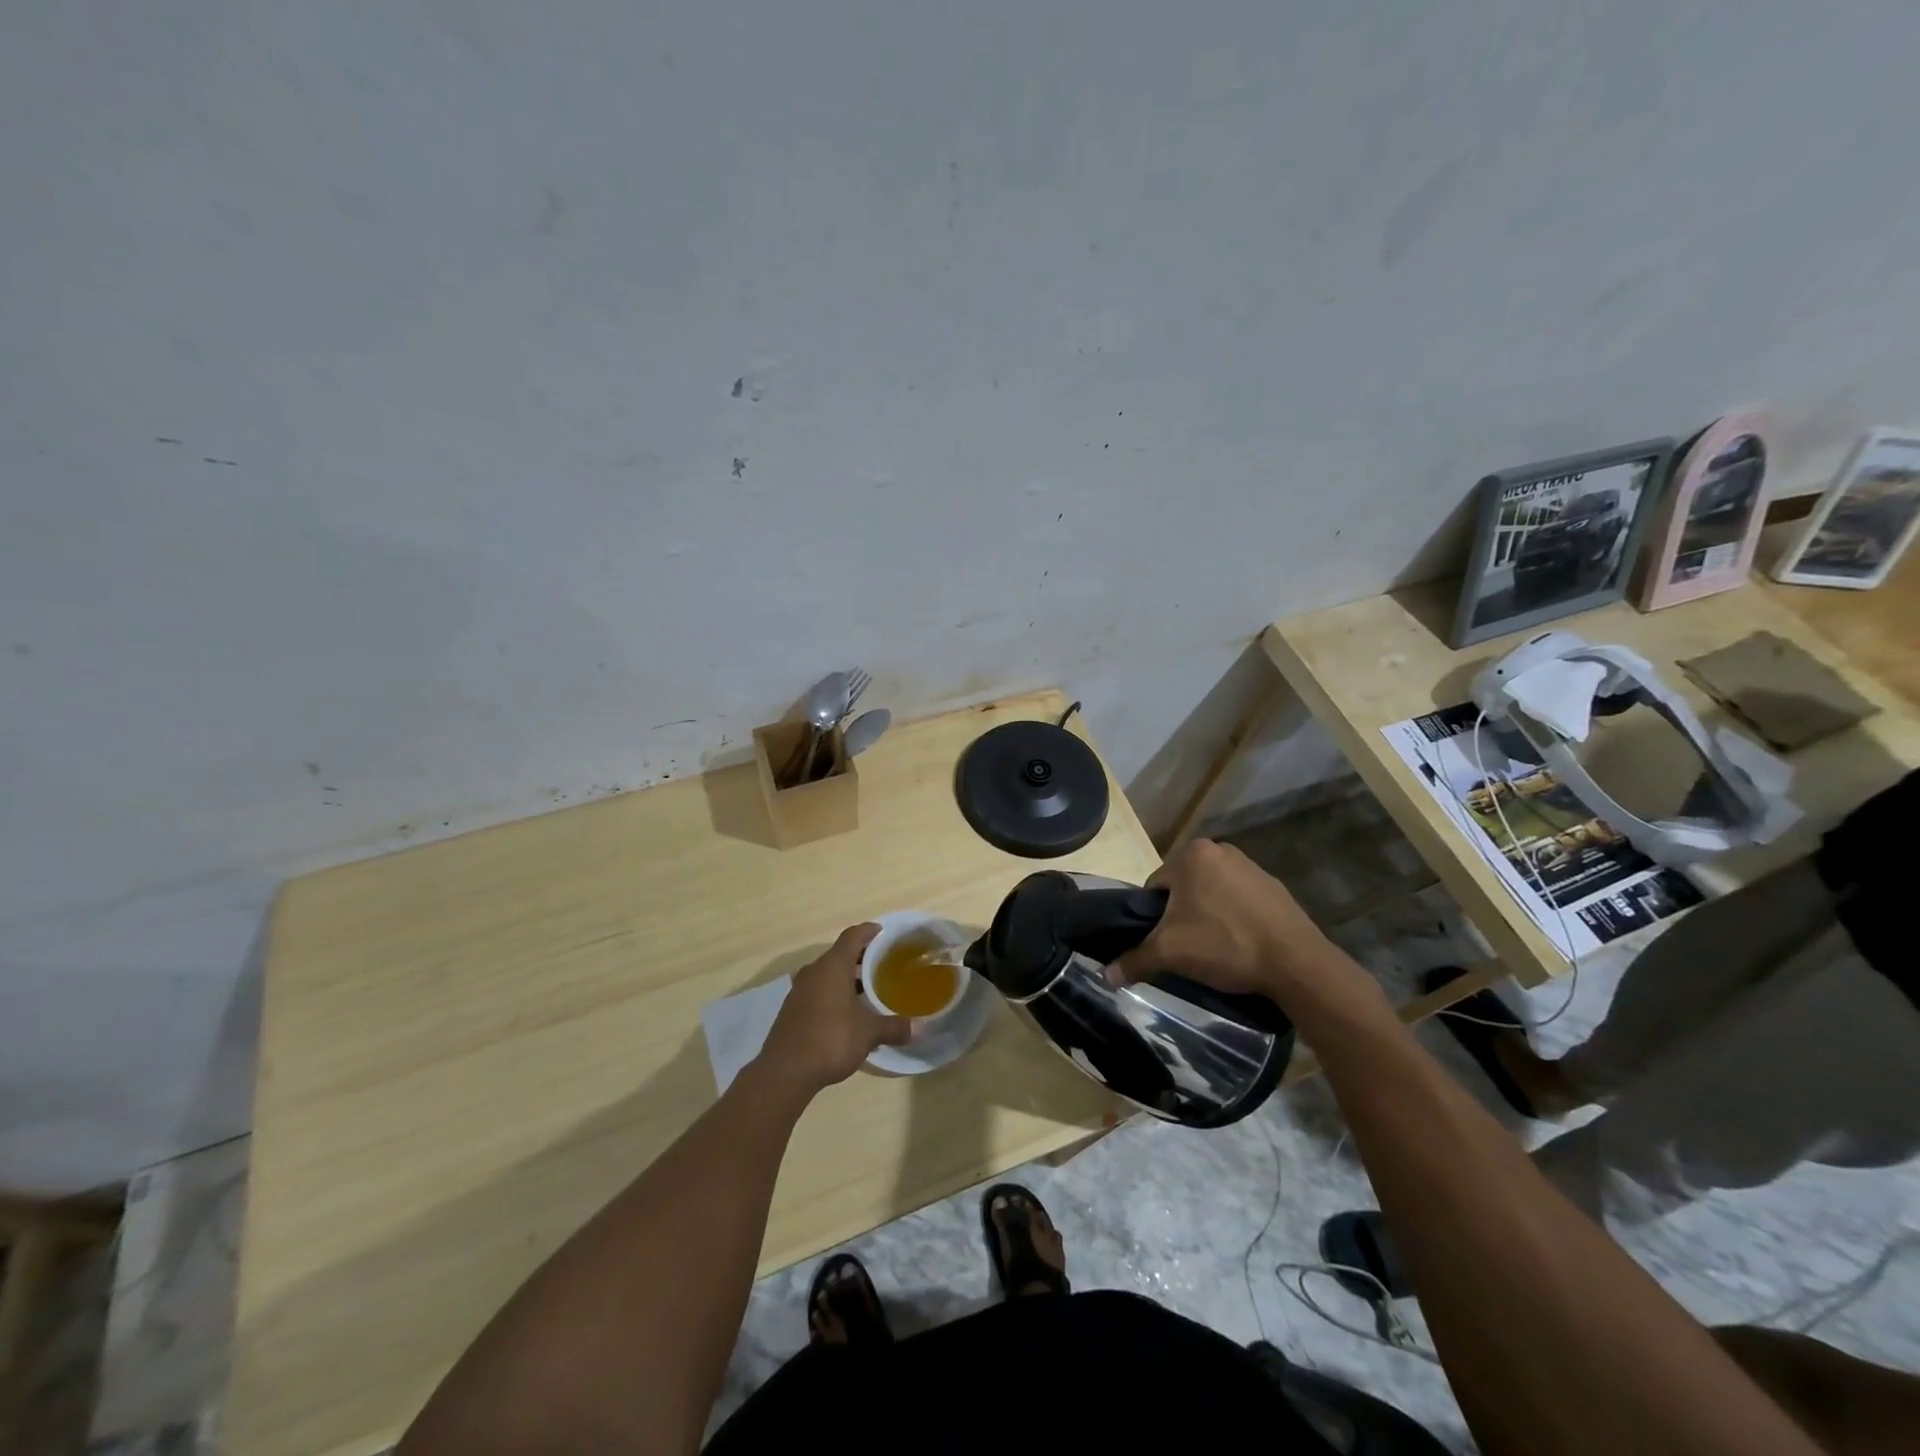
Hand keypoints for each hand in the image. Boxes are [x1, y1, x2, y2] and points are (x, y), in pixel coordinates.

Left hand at [758, 924, 911, 1092]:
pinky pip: (817, 991)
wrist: (786, 1071)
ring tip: (867, 989)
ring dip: (845, 978)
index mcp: (833, 966)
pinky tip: (846, 1012)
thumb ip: (894, 1027)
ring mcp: (799, 990)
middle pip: (839, 954)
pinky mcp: (792, 1010)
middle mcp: (814, 971)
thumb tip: (921, 1028)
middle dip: (860, 957)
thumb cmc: (831, 1039)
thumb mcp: (869, 1033)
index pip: (852, 936)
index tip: (882, 931)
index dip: (868, 931)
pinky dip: (833, 994)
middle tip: (882, 964)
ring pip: (826, 974)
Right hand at [1107, 839, 1360, 1010]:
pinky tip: (1241, 946)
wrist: (1296, 963)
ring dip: (1208, 917)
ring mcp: (1252, 867)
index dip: (1153, 917)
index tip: (1164, 942)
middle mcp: (1221, 850)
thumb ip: (1135, 959)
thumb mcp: (1170, 952)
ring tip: (1215, 950)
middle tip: (1187, 948)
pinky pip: (1241, 902)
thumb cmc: (1225, 944)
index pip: (1155, 885)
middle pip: (1184, 888)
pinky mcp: (1276, 888)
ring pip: (1213, 894)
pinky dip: (1235, 920)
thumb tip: (1106, 976)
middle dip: (1182, 915)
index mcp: (1192, 854)